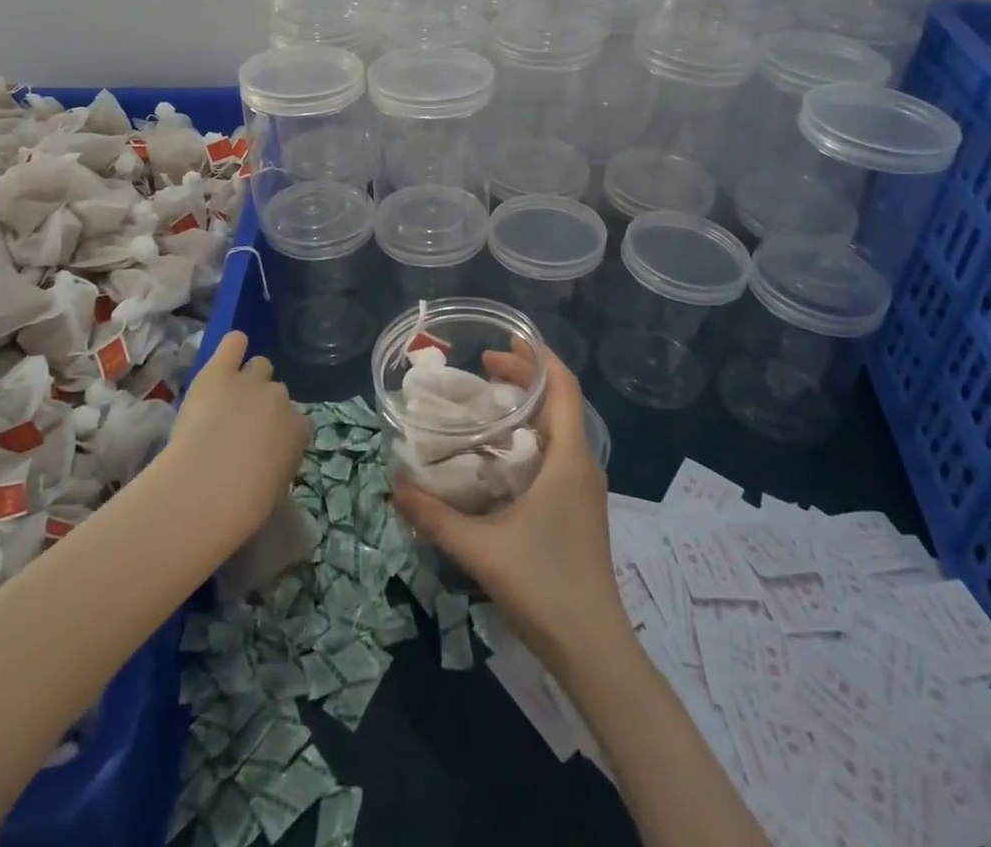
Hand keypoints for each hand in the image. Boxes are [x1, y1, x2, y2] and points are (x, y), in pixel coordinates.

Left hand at [166, 331, 307, 537]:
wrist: (206, 487)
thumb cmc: (242, 505)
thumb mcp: (274, 489)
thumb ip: (278, 463)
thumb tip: (268, 459)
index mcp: (299, 431)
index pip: (298, 423)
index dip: (280, 433)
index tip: (264, 449)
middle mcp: (281, 399)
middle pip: (278, 392)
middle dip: (263, 406)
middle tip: (241, 427)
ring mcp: (251, 381)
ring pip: (259, 366)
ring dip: (248, 380)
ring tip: (229, 398)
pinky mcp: (220, 371)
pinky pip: (234, 343)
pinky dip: (233, 348)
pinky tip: (228, 354)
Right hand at [393, 346, 629, 673]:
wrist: (594, 649)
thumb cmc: (545, 585)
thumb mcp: (481, 549)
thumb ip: (435, 517)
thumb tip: (396, 486)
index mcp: (568, 459)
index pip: (563, 388)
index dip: (538, 357)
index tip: (505, 341)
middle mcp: (581, 464)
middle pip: (560, 403)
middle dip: (525, 378)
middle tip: (483, 369)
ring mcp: (584, 488)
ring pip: (559, 429)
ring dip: (527, 408)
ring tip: (486, 404)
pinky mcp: (579, 509)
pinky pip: (557, 453)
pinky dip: (530, 437)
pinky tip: (499, 455)